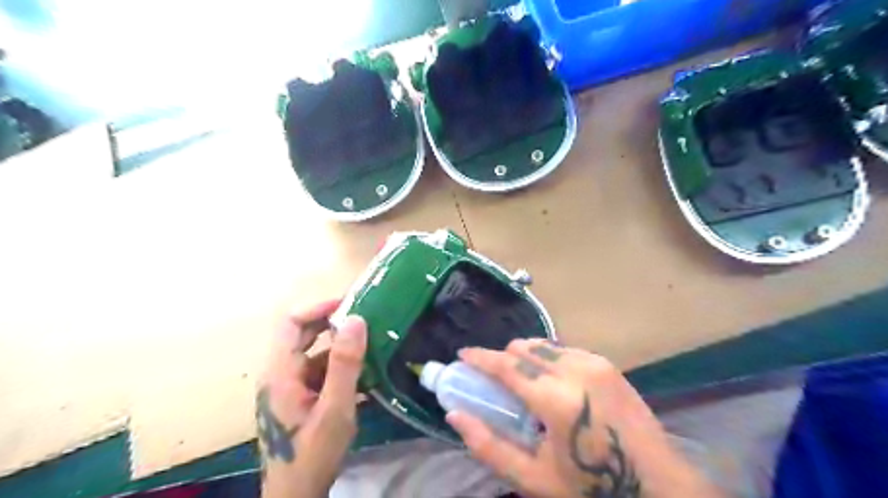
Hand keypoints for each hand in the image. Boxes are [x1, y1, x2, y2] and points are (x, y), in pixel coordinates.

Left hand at [258, 299, 368, 497]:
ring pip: (313, 352)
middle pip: (301, 333)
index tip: (350, 304)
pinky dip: (340, 365)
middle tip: (365, 317)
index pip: (291, 323)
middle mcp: (280, 373)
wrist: (296, 495)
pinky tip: (364, 372)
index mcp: (281, 372)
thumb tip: (356, 320)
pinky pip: (319, 370)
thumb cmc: (313, 454)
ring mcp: (289, 386)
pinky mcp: (299, 397)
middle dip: (332, 322)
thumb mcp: (335, 409)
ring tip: (371, 341)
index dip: (318, 307)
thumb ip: (345, 364)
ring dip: (340, 345)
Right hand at [448, 341, 724, 496]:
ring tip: (525, 384)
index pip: (507, 365)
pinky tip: (552, 383)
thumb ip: (489, 446)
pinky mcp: (606, 363)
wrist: (658, 485)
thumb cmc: (592, 487)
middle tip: (495, 381)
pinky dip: (547, 358)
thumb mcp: (534, 478)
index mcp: (556, 399)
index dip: (480, 357)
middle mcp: (575, 369)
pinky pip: (564, 350)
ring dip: (525, 356)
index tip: (462, 354)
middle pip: (523, 347)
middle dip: (503, 358)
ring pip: (543, 344)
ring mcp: (594, 362)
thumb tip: (455, 416)